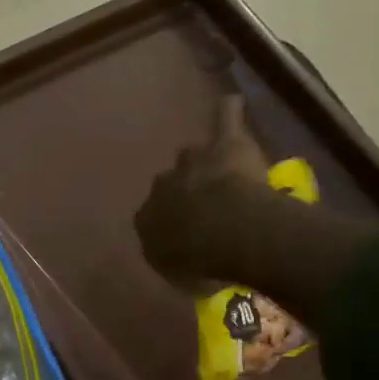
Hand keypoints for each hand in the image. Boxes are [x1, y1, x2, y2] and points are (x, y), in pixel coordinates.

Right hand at [135, 95, 273, 290]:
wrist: (226, 233)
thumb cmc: (201, 262)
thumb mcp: (180, 277)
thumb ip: (177, 262)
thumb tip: (181, 260)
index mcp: (147, 219)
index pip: (152, 217)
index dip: (171, 224)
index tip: (186, 234)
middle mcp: (161, 186)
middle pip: (170, 183)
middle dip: (184, 190)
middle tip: (206, 205)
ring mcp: (192, 162)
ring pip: (193, 156)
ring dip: (203, 162)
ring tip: (218, 167)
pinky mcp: (225, 145)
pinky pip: (225, 119)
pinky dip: (228, 112)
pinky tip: (232, 102)